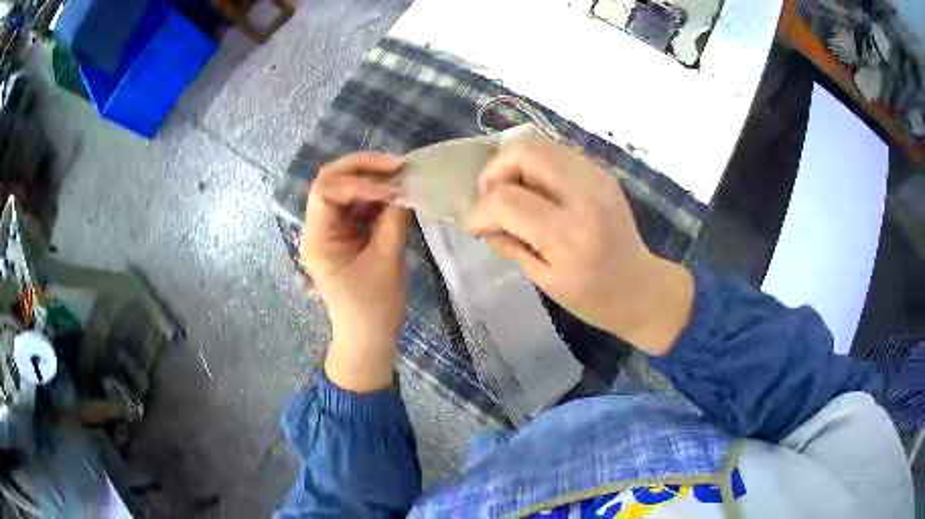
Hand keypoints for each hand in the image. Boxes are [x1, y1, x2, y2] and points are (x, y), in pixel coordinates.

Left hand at [299, 153, 410, 391]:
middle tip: (397, 166)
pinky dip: (378, 197)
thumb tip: (405, 189)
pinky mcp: (346, 235)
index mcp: (317, 239)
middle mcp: (318, 229)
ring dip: (373, 181)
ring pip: (346, 190)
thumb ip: (394, 220)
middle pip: (332, 182)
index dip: (358, 182)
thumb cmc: (374, 308)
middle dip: (364, 169)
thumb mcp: (387, 262)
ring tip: (403, 176)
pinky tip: (398, 194)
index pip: (326, 190)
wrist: (368, 338)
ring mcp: (332, 231)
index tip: (391, 189)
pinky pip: (358, 206)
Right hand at [466, 133, 693, 355]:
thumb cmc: (593, 298)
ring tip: (511, 192)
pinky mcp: (602, 173)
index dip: (482, 210)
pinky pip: (557, 153)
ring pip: (541, 144)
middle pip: (526, 151)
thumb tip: (486, 220)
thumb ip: (511, 244)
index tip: (476, 226)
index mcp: (569, 234)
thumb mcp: (544, 280)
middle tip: (490, 194)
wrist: (642, 288)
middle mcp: (585, 195)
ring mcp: (598, 178)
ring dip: (514, 164)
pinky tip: (536, 191)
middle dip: (495, 169)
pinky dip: (536, 166)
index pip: (508, 200)